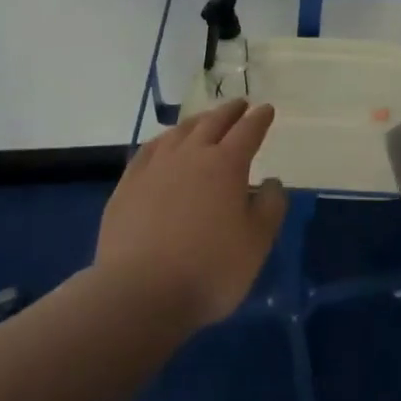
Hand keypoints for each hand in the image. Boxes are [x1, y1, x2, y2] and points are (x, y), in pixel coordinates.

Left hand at [96, 99, 288, 329]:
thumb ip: (270, 207)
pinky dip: (163, 140)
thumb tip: (272, 182)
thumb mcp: (256, 244)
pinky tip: (163, 145)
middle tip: (240, 105)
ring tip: (205, 120)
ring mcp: (156, 167)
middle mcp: (191, 155)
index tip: (267, 110)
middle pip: (213, 123)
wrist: (139, 295)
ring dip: (197, 121)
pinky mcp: (128, 185)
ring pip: (180, 132)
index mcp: (226, 164)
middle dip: (230, 112)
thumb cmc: (209, 270)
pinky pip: (149, 150)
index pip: (248, 131)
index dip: (259, 119)